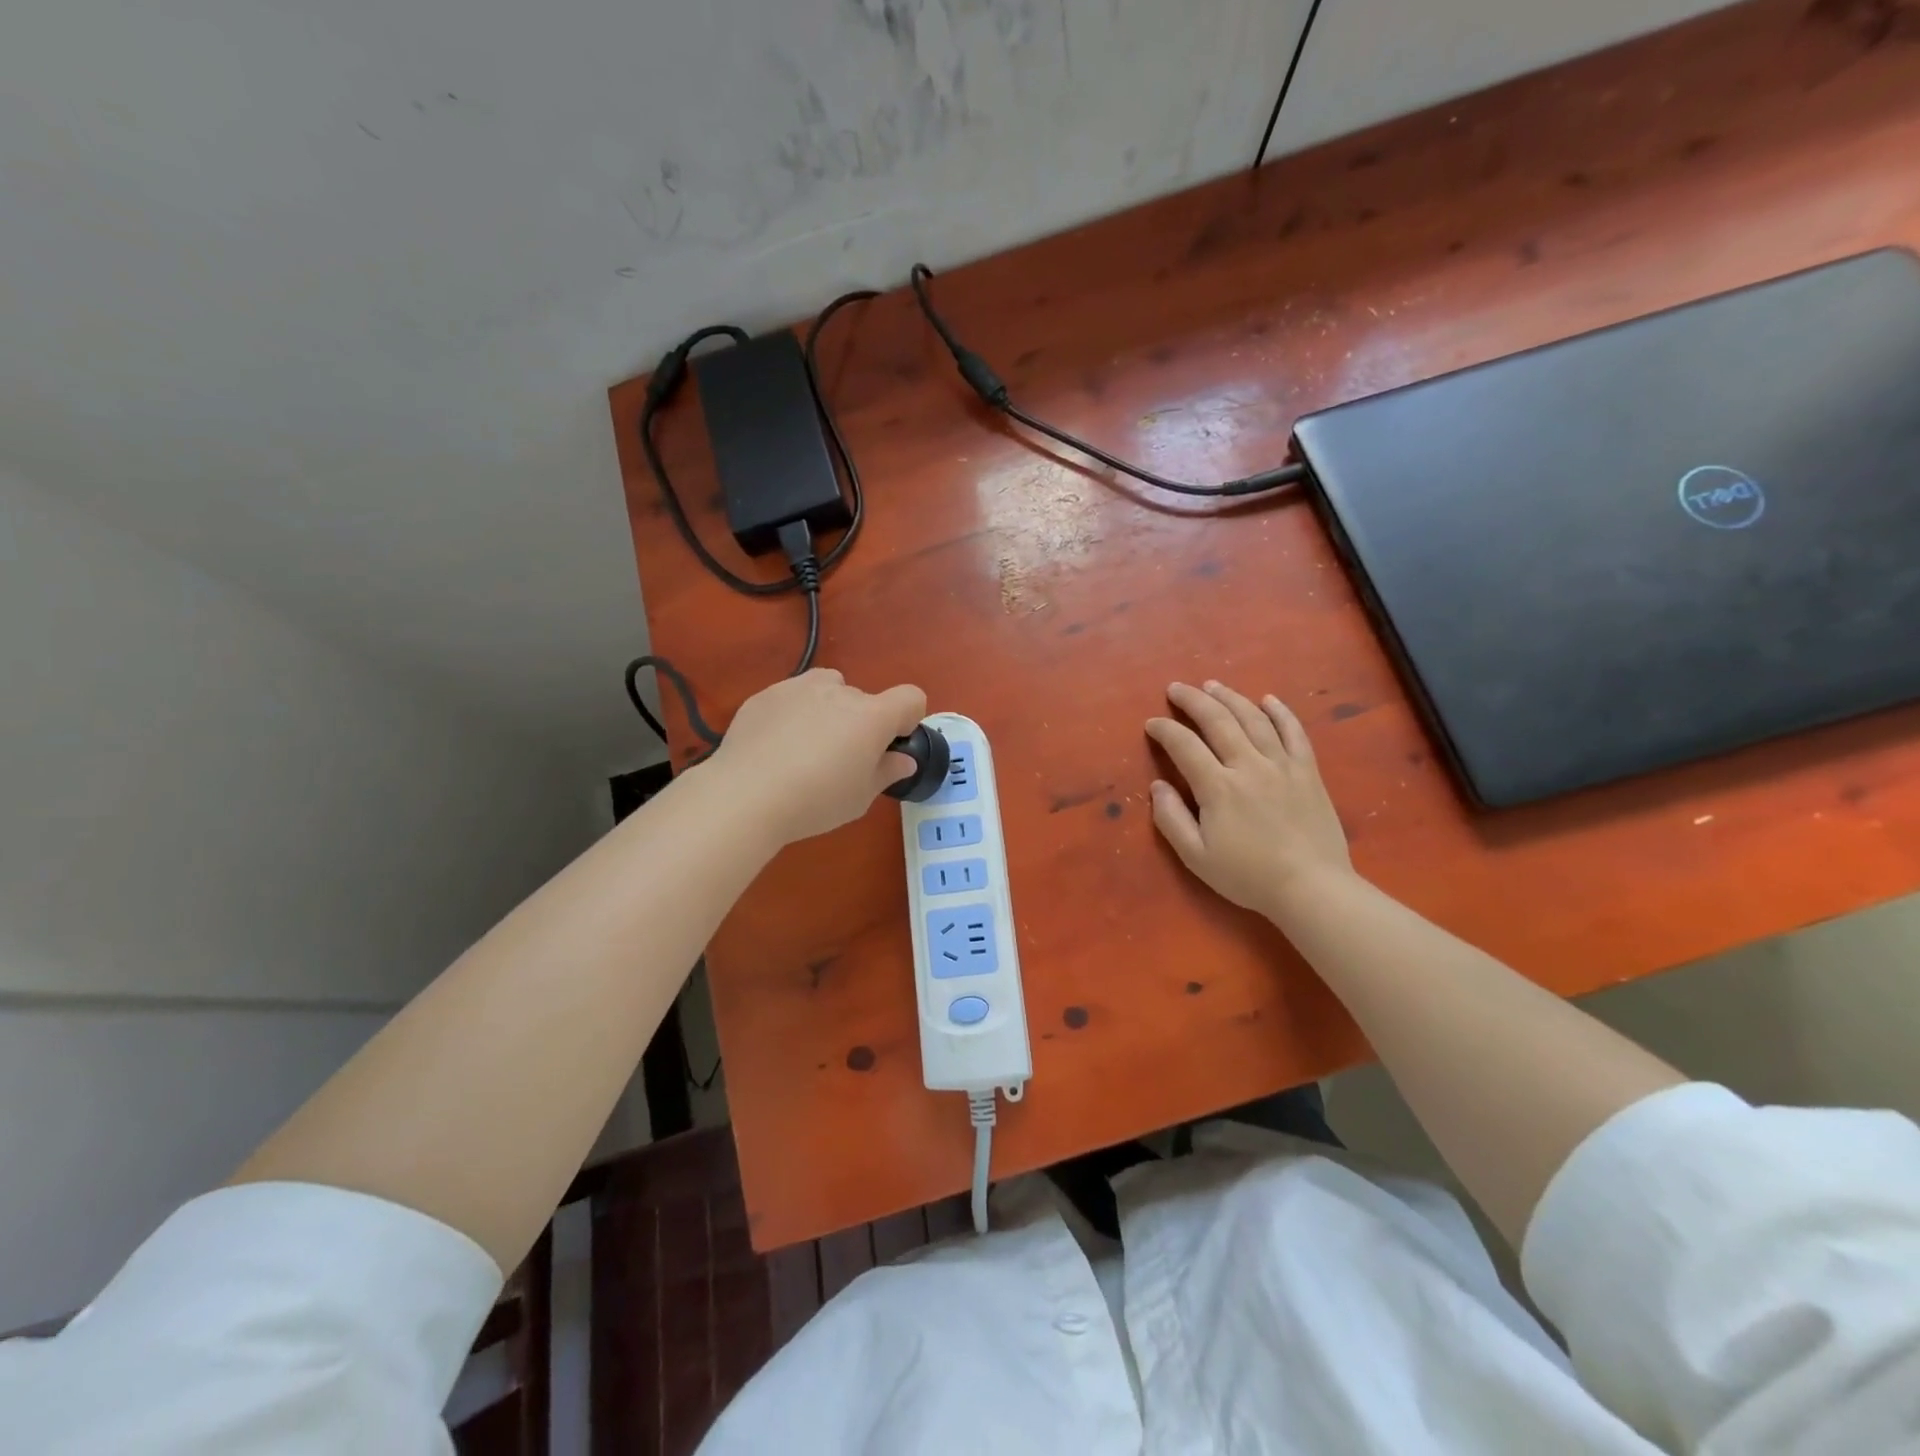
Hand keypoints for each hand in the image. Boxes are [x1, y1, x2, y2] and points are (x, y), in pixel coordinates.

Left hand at [707, 669, 927, 845]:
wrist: (745, 795)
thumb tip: (903, 759)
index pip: (911, 697)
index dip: (909, 718)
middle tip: (841, 760)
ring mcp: (799, 688)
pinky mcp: (766, 694)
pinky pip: (792, 697)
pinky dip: (794, 714)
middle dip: (861, 723)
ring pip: (828, 688)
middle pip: (864, 699)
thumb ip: (886, 772)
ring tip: (807, 745)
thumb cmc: (815, 801)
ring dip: (828, 709)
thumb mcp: (860, 797)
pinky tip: (775, 747)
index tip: (891, 744)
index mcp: (871, 716)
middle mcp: (839, 691)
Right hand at [1146, 680, 1352, 921]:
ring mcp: (1282, 765)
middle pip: (1218, 720)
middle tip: (1176, 688)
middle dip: (1193, 700)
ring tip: (1212, 685)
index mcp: (1218, 787)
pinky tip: (1268, 699)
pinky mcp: (1308, 771)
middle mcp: (1249, 765)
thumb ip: (1171, 819)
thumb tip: (1157, 786)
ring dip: (1230, 698)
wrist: (1312, 888)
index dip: (1164, 730)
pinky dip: (1280, 712)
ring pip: (1254, 718)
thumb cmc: (1248, 876)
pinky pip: (1294, 732)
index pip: (1184, 745)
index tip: (1152, 724)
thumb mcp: (1196, 857)